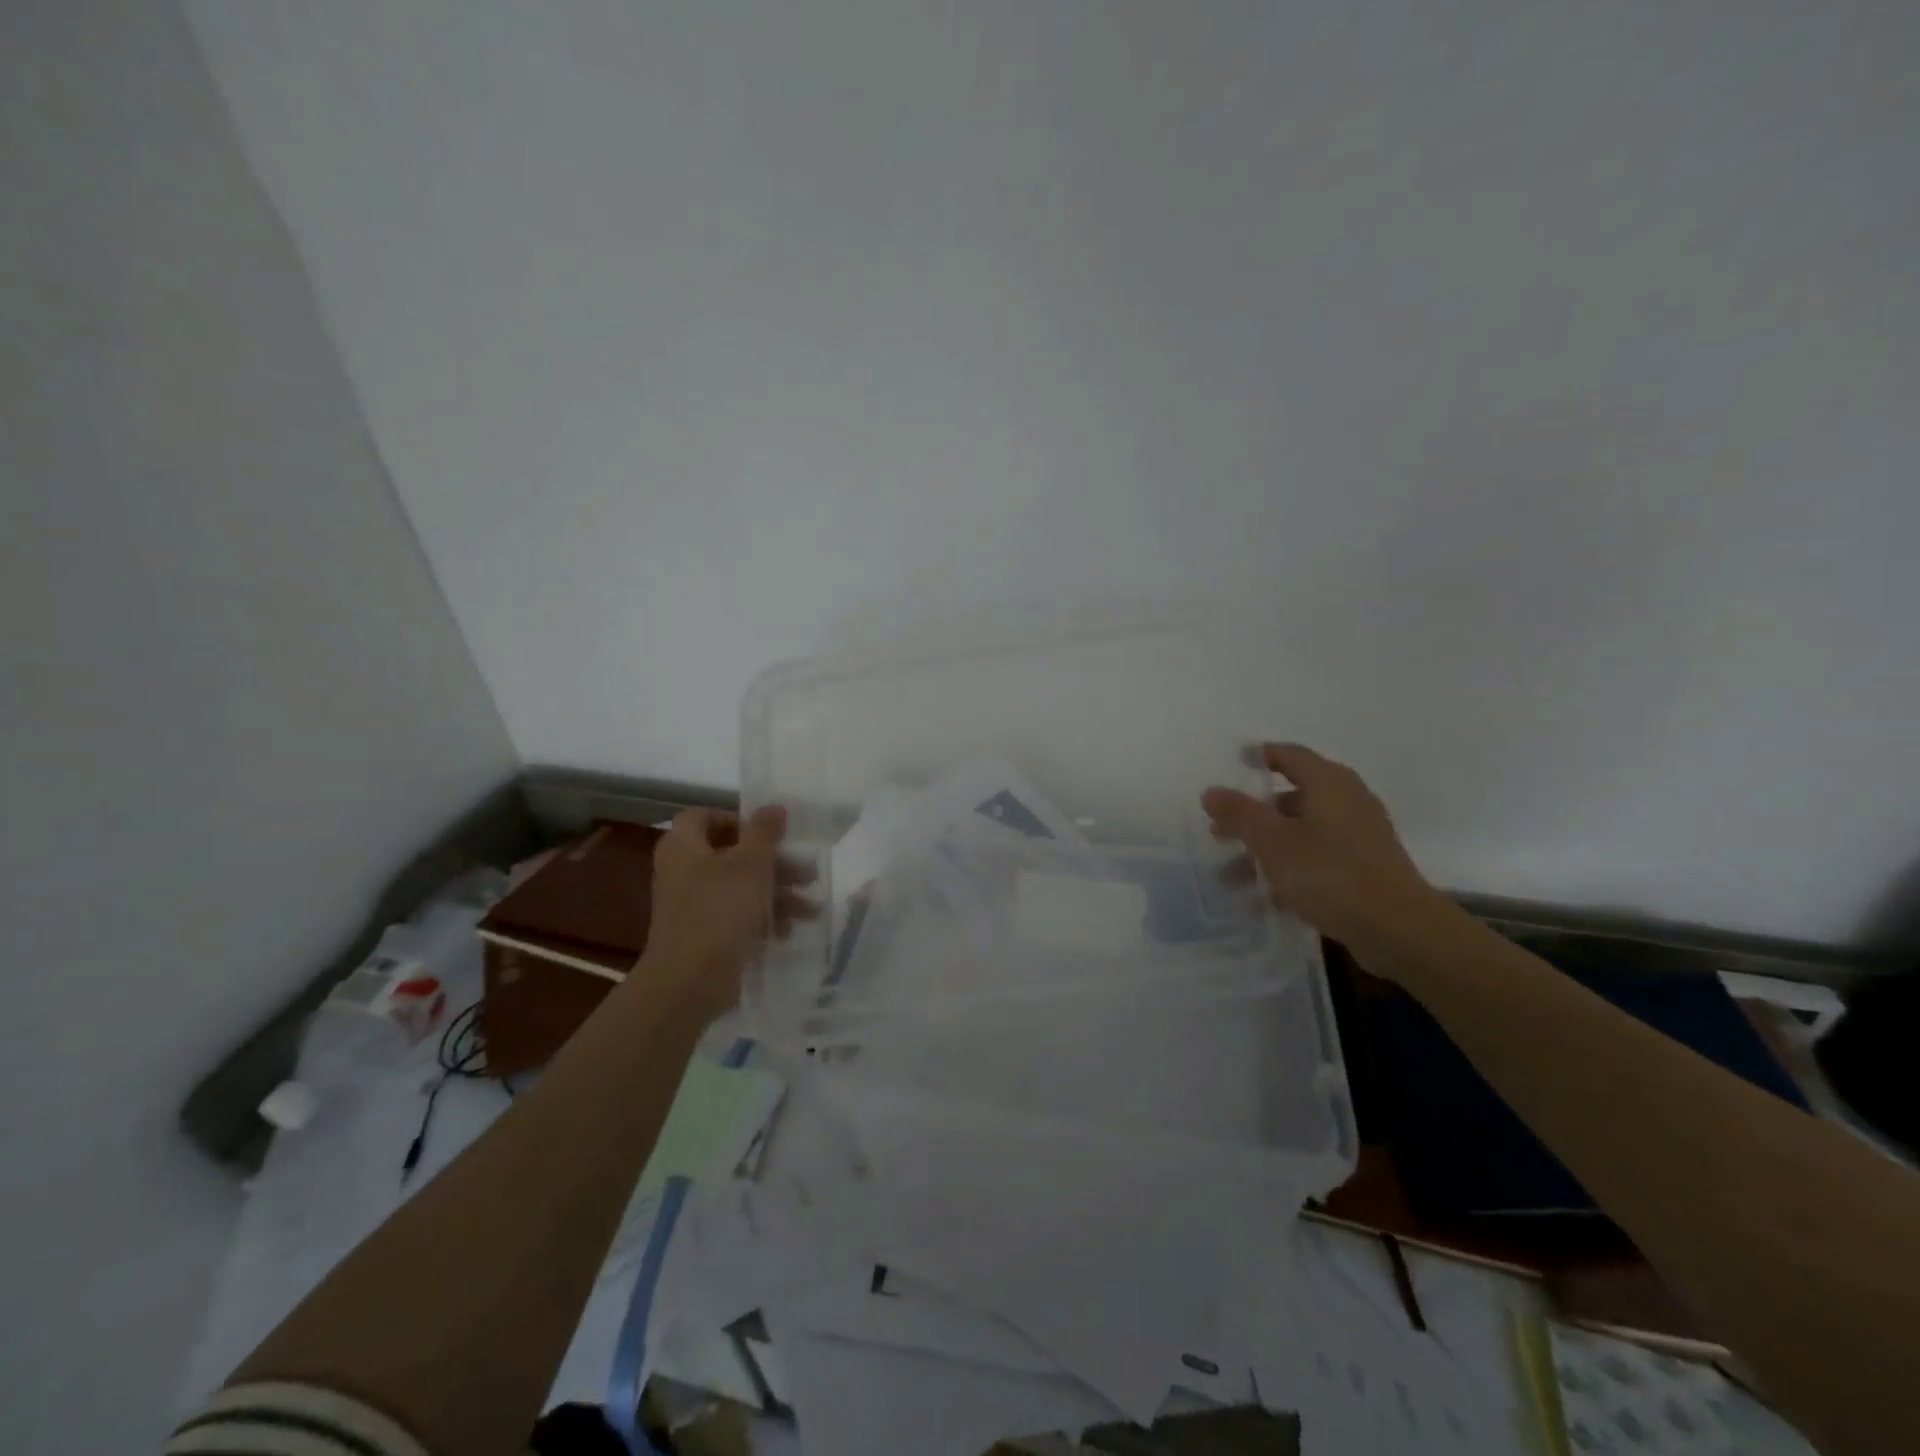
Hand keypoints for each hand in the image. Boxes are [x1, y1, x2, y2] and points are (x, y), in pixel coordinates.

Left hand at [641, 806, 815, 1024]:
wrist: (690, 981)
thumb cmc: (721, 909)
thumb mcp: (752, 863)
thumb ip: (765, 831)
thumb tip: (773, 806)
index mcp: (684, 846)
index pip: (706, 816)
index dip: (739, 820)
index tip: (771, 834)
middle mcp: (683, 871)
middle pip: (732, 854)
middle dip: (774, 863)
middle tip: (808, 872)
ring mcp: (691, 905)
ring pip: (739, 887)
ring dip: (777, 894)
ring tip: (811, 908)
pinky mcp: (703, 934)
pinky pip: (735, 916)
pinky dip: (761, 919)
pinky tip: (788, 931)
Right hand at [1203, 743, 1448, 967]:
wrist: (1399, 929)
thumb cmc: (1330, 873)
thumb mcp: (1273, 842)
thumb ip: (1239, 814)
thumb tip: (1211, 791)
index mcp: (1328, 783)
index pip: (1289, 755)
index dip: (1259, 756)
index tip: (1232, 764)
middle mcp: (1348, 800)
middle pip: (1292, 795)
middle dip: (1254, 812)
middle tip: (1220, 829)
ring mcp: (1360, 834)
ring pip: (1302, 830)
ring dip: (1267, 847)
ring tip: (1233, 874)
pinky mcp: (1366, 866)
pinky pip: (1318, 855)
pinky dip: (1291, 866)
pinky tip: (1267, 894)